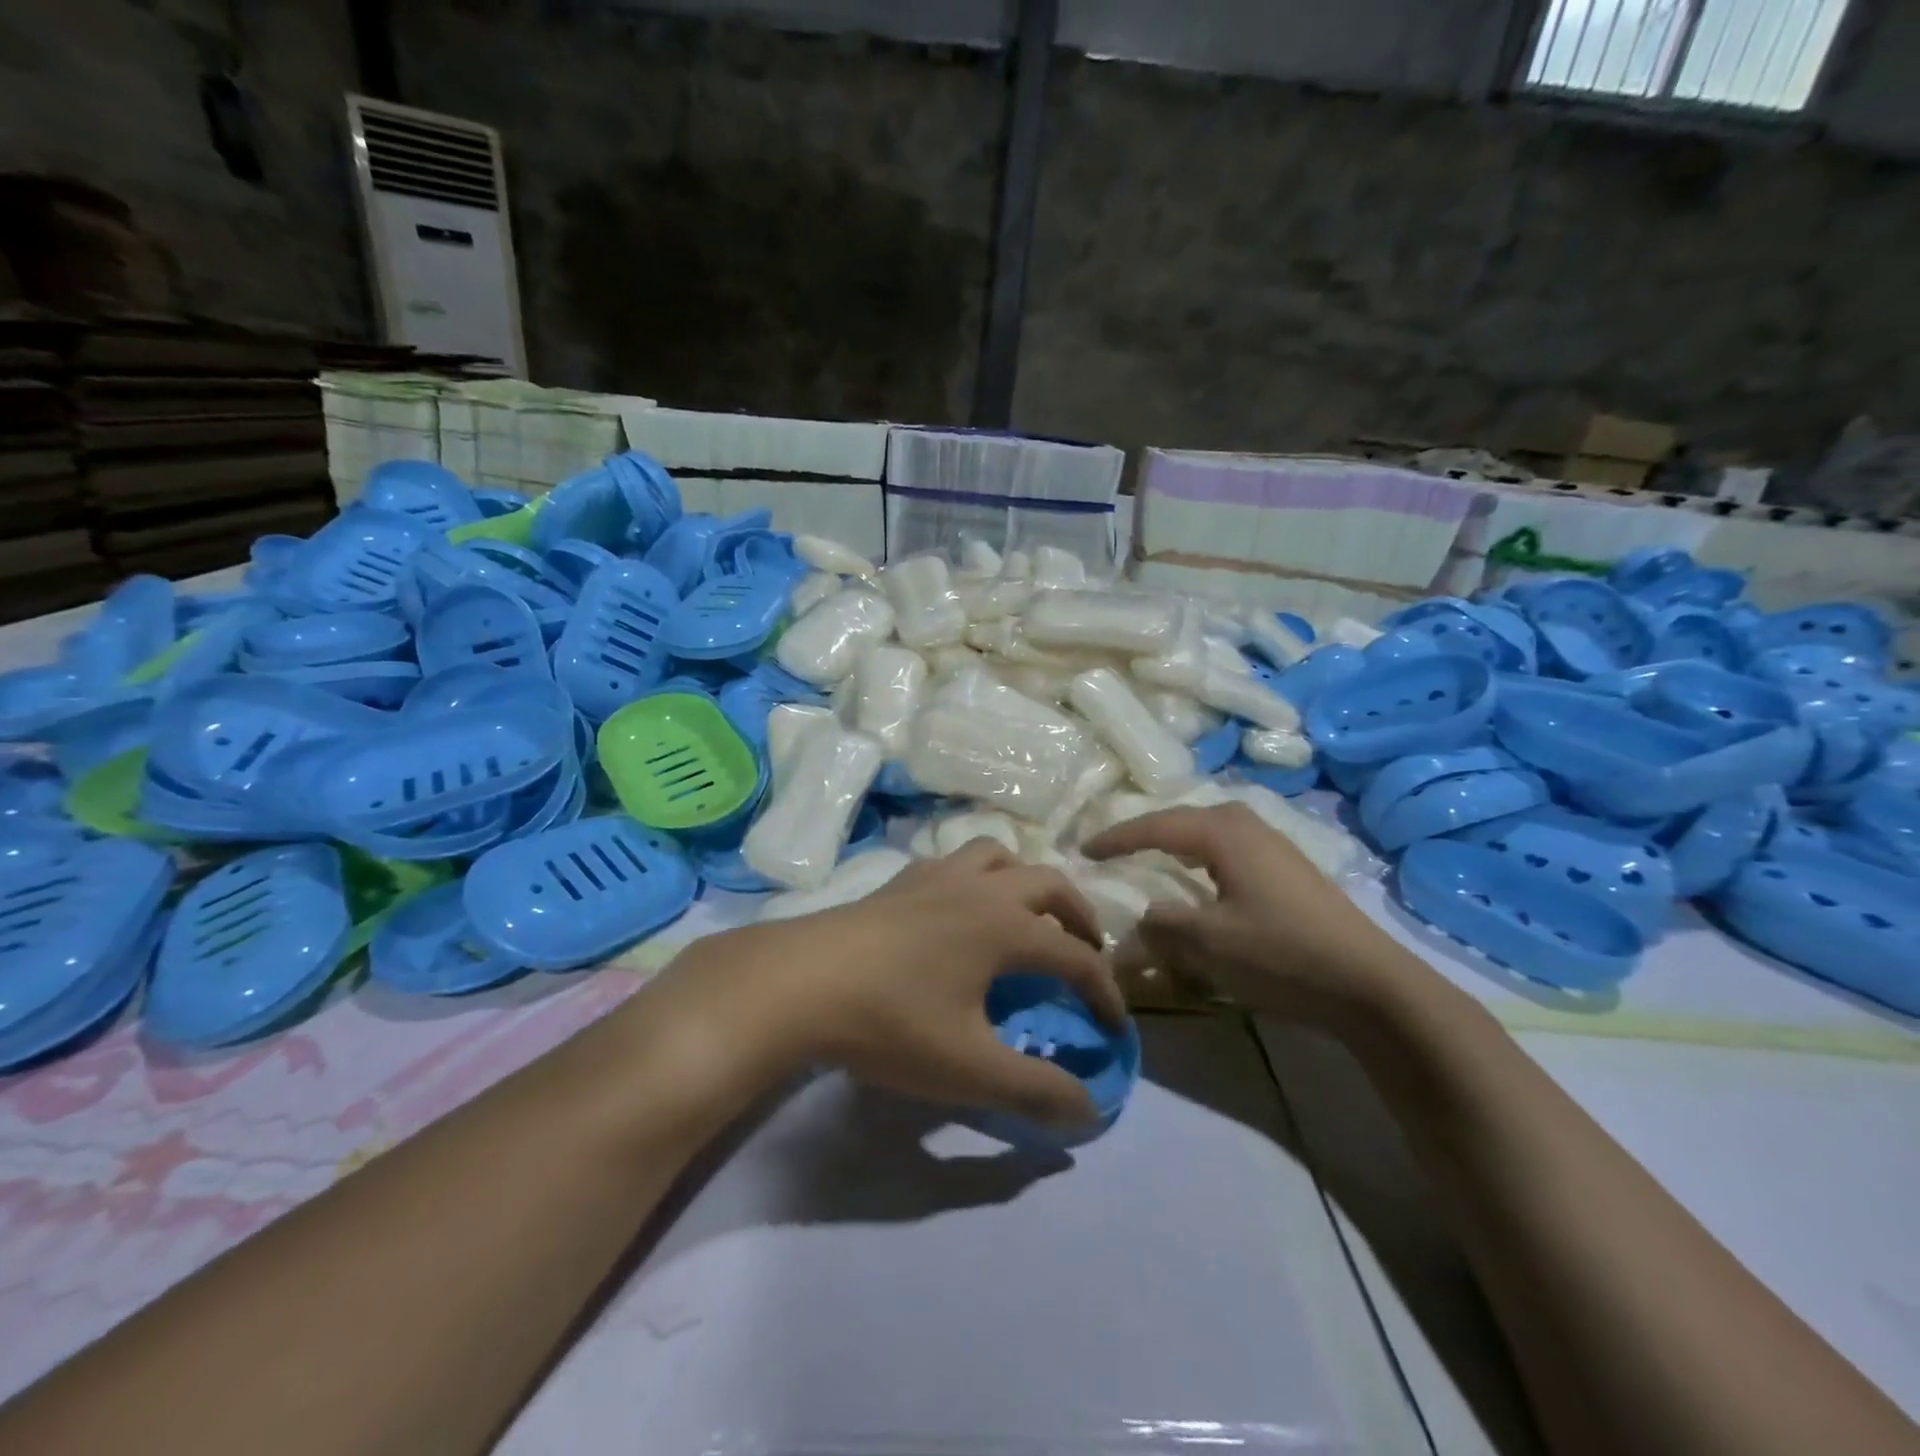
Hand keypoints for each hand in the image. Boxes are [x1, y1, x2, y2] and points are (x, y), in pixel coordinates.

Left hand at [651, 842, 1127, 1129]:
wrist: (800, 983)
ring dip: (1027, 881)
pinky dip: (978, 874)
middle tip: (1085, 954)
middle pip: (1050, 884)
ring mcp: (937, 876)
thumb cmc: (891, 1022)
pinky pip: (955, 860)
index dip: (1104, 992)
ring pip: (1000, 855)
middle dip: (1079, 918)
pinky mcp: (901, 880)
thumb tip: (1090, 1110)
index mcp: (1006, 927)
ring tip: (1028, 916)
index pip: (1076, 957)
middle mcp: (980, 888)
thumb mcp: (969, 1069)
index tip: (1115, 1026)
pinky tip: (961, 906)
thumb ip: (1035, 1090)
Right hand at [1083, 803, 1426, 1027]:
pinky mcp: (1291, 868)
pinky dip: (1204, 857)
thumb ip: (1162, 924)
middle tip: (1117, 850)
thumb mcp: (1209, 943)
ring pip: (1211, 832)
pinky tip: (1204, 878)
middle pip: (1185, 819)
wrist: (1370, 983)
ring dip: (1178, 843)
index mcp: (1224, 832)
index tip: (1084, 850)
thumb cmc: (1281, 953)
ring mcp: (1275, 844)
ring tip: (1153, 857)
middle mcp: (1249, 825)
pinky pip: (1230, 849)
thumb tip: (1142, 917)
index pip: (1156, 826)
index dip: (1117, 838)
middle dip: (1148, 832)